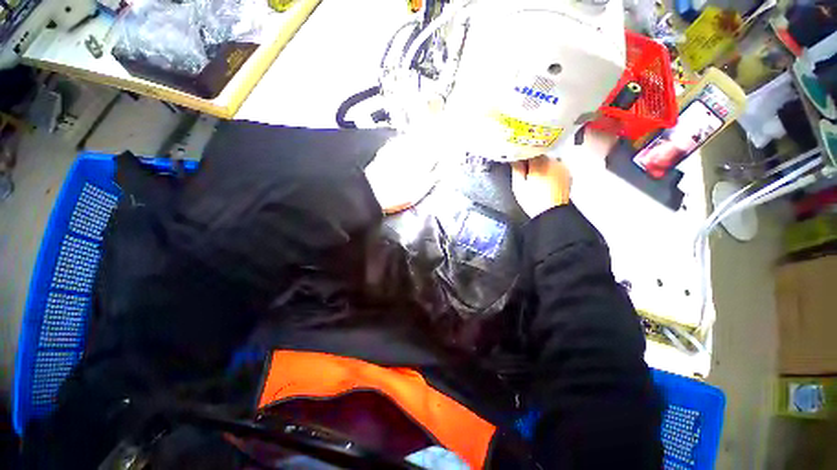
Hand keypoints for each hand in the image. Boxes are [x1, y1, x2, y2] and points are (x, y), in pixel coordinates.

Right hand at [511, 155, 571, 217]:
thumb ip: (516, 169)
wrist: (551, 213)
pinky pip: (556, 167)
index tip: (518, 161)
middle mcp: (553, 161)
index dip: (523, 155)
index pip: (530, 150)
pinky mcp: (567, 174)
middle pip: (541, 154)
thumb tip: (514, 159)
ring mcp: (562, 167)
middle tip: (526, 172)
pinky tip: (546, 181)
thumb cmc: (534, 202)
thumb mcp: (518, 186)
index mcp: (539, 163)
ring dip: (543, 165)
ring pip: (549, 160)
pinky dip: (551, 170)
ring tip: (537, 178)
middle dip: (533, 161)